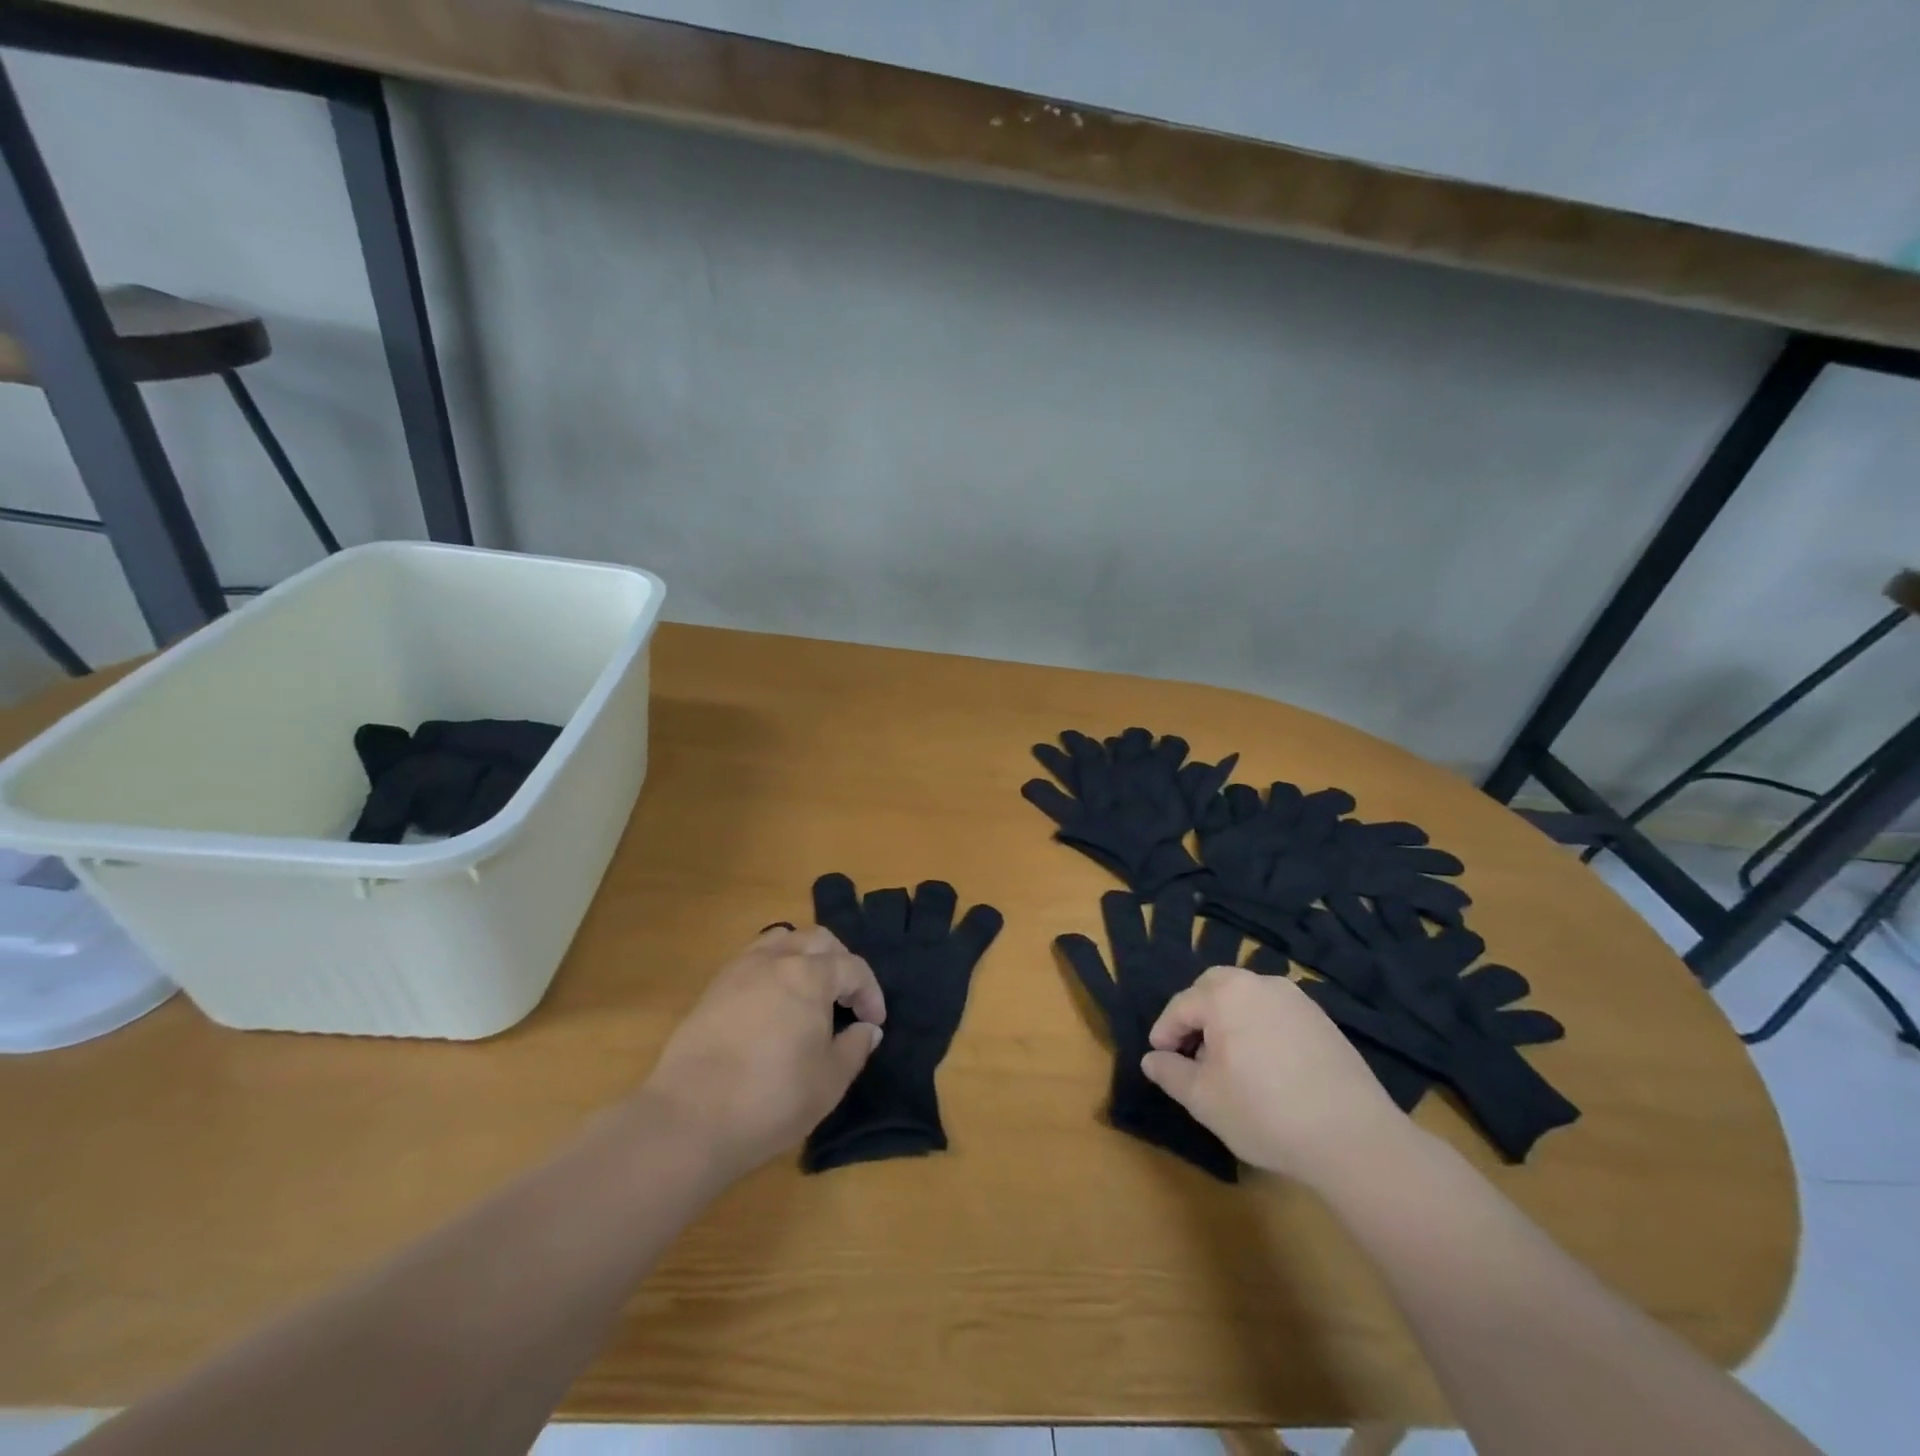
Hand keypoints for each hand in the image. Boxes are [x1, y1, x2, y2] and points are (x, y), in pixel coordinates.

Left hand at [639, 925, 885, 1181]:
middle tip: (846, 998)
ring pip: (781, 940)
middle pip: (817, 940)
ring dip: (803, 956)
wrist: (690, 1118)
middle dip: (840, 962)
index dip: (870, 992)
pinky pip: (752, 959)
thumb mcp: (829, 1082)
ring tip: (808, 990)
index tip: (874, 1022)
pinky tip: (772, 1002)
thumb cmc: (772, 1099)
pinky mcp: (713, 988)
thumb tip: (866, 1029)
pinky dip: (772, 968)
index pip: (852, 967)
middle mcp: (776, 960)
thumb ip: (854, 1048)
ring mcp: (740, 970)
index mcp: (810, 976)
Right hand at [1141, 965, 1416, 1186]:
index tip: (1160, 1057)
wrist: (1353, 1138)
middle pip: (1215, 987)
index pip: (1181, 1006)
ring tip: (1228, 1059)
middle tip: (1191, 1050)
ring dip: (1229, 1018)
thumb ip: (1170, 1073)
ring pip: (1247, 997)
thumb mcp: (1203, 1100)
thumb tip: (1151, 1059)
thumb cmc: (1264, 1113)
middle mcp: (1259, 984)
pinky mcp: (1323, 1020)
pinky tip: (1265, 1065)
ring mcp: (1296, 999)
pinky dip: (1260, 1027)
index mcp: (1225, 995)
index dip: (1165, 1031)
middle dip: (1196, 1013)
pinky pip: (1276, 1012)